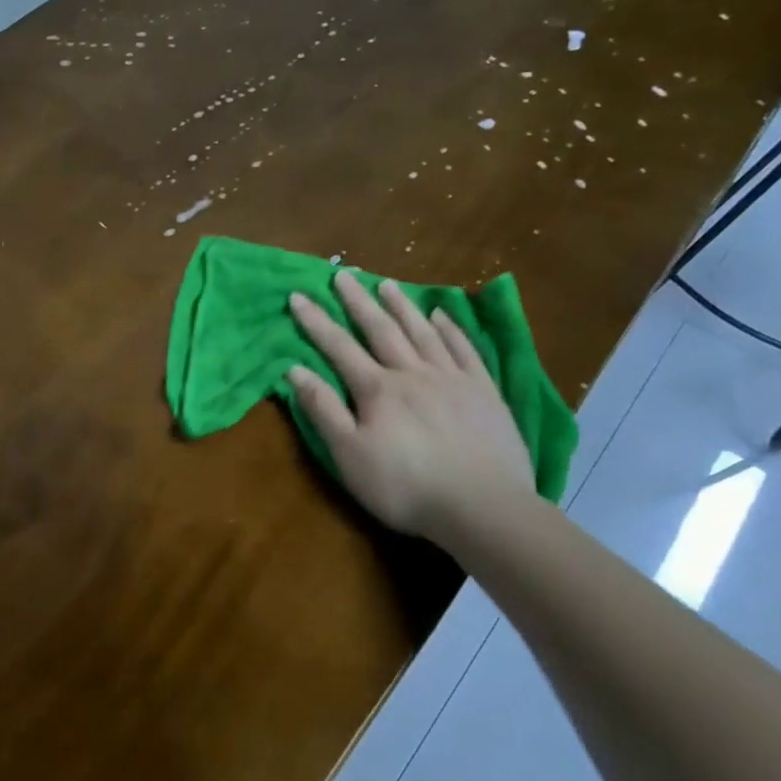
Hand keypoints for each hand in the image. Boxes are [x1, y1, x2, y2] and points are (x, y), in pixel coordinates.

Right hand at [288, 271, 535, 545]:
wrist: (482, 506)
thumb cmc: (405, 486)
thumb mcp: (349, 455)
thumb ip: (323, 410)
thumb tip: (295, 370)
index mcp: (377, 390)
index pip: (339, 347)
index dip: (316, 321)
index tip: (298, 295)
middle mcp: (413, 373)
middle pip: (381, 329)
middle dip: (358, 301)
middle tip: (343, 274)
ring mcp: (452, 379)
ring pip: (422, 332)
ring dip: (401, 306)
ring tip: (386, 284)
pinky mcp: (484, 391)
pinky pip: (464, 349)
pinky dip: (450, 329)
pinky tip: (441, 315)